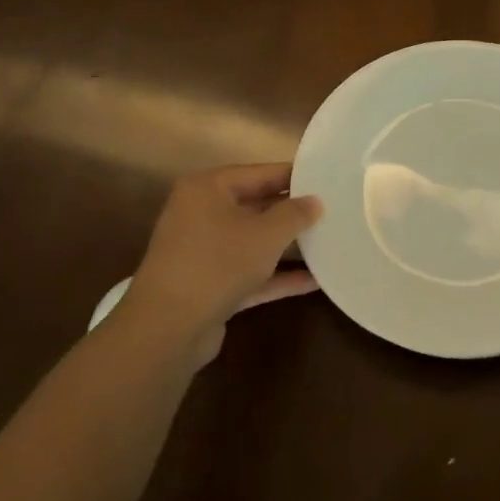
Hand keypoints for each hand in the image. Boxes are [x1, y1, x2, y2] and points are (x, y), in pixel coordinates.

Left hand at [117, 163, 322, 361]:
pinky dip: (277, 276)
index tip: (326, 179)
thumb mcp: (266, 234)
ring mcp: (203, 252)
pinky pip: (250, 273)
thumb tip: (315, 201)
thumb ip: (295, 214)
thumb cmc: (218, 263)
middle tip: (331, 210)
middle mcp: (201, 214)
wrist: (168, 327)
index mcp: (207, 189)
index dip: (293, 176)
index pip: (259, 173)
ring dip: (286, 246)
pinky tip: (313, 282)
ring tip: (327, 242)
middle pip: (255, 206)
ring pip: (252, 242)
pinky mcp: (209, 285)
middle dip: (291, 212)